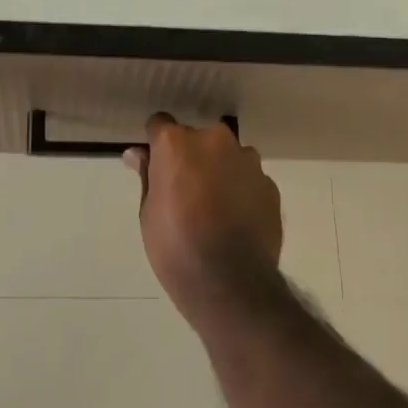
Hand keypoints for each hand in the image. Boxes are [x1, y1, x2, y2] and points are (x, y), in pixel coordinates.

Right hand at [125, 114, 282, 321]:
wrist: (230, 282)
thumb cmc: (176, 247)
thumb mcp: (148, 213)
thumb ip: (147, 176)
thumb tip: (137, 154)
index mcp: (177, 143)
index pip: (160, 124)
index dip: (156, 144)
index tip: (155, 166)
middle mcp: (214, 140)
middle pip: (197, 139)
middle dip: (191, 157)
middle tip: (185, 192)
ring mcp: (247, 160)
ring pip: (227, 156)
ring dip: (220, 171)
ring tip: (215, 209)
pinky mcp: (269, 183)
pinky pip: (249, 178)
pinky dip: (242, 191)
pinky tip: (236, 220)